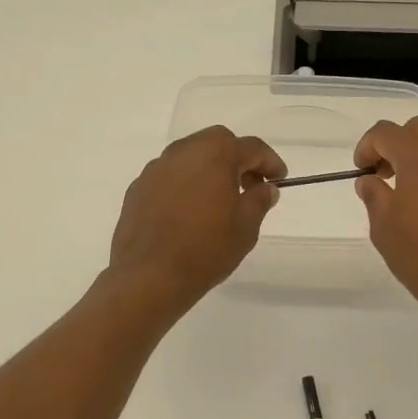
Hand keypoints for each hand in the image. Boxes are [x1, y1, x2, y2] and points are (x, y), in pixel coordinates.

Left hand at [105, 126, 285, 319]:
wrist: (149, 276)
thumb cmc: (206, 249)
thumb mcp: (246, 227)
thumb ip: (259, 200)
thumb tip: (265, 187)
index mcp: (215, 154)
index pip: (251, 147)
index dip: (270, 162)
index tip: (279, 179)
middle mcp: (183, 152)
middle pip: (217, 142)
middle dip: (237, 158)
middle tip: (249, 185)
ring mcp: (156, 168)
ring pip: (190, 156)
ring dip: (209, 169)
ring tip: (218, 199)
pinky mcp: (138, 188)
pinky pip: (169, 176)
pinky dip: (185, 184)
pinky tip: (188, 211)